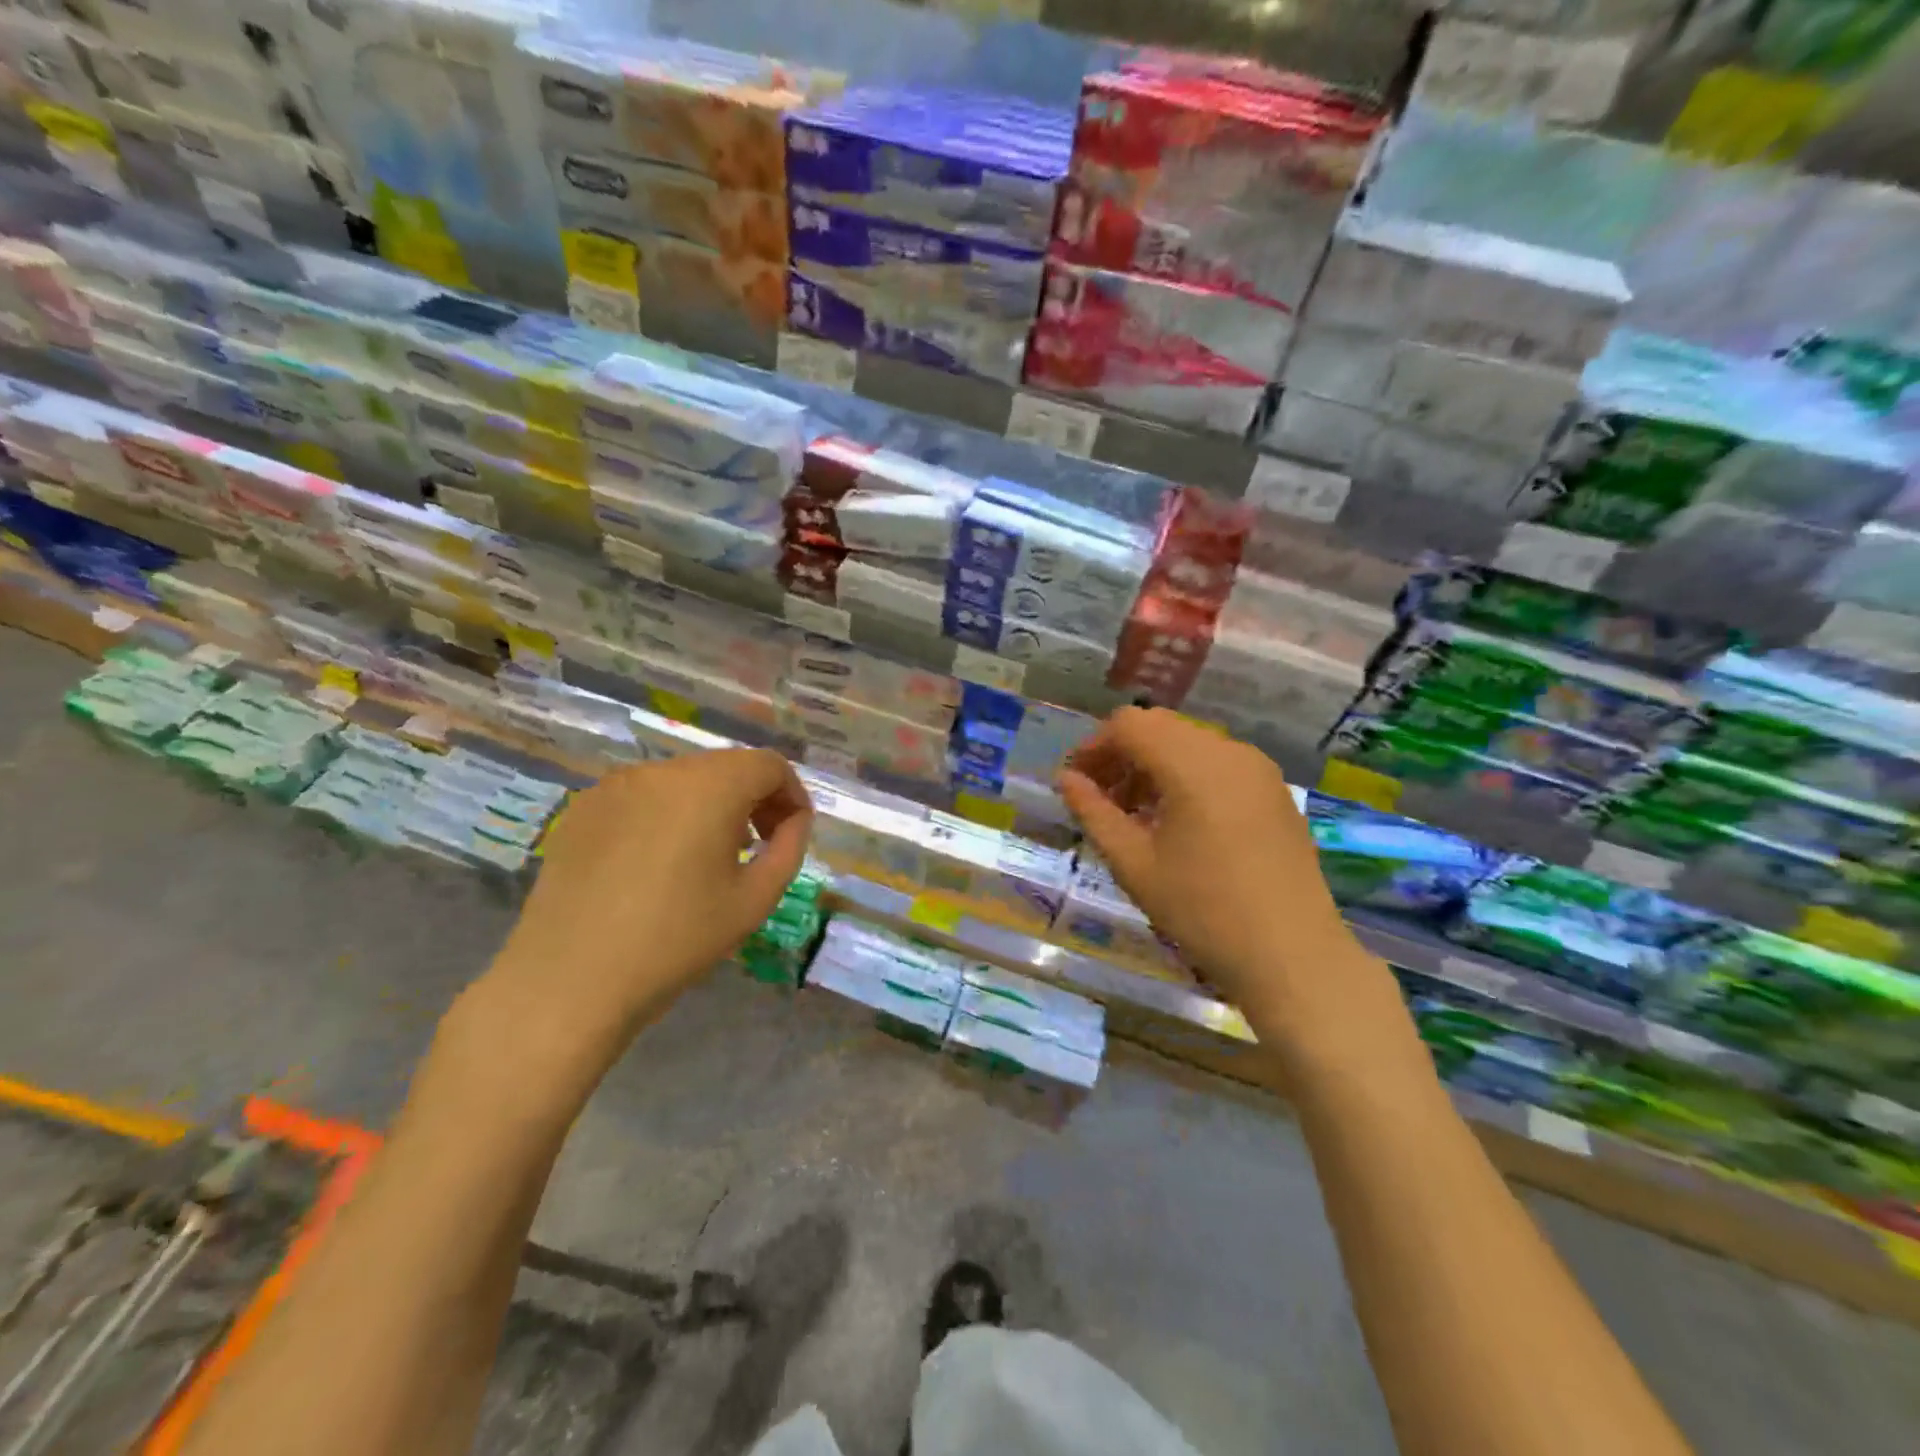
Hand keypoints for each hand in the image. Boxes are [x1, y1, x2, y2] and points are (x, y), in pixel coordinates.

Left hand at [464, 750, 812, 1080]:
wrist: (568, 982)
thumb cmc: (675, 941)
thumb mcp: (754, 900)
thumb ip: (789, 848)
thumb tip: (795, 820)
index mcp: (709, 787)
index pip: (768, 764)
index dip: (791, 794)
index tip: (791, 833)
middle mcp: (662, 770)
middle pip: (726, 766)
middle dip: (752, 798)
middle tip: (756, 846)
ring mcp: (615, 785)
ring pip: (684, 779)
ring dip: (710, 805)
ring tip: (706, 856)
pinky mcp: (583, 808)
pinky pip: (644, 795)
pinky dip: (667, 813)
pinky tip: (657, 862)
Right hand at [1058, 709, 1397, 1058]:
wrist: (1293, 957)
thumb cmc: (1202, 911)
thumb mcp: (1134, 864)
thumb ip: (1094, 812)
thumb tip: (1067, 779)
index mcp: (1192, 763)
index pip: (1128, 724)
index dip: (1093, 746)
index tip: (1076, 783)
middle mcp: (1228, 751)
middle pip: (1159, 727)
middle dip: (1122, 754)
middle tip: (1101, 800)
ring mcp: (1258, 769)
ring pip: (1189, 742)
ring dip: (1153, 764)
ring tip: (1136, 815)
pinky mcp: (1274, 791)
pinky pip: (1218, 763)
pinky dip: (1186, 775)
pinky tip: (1178, 822)